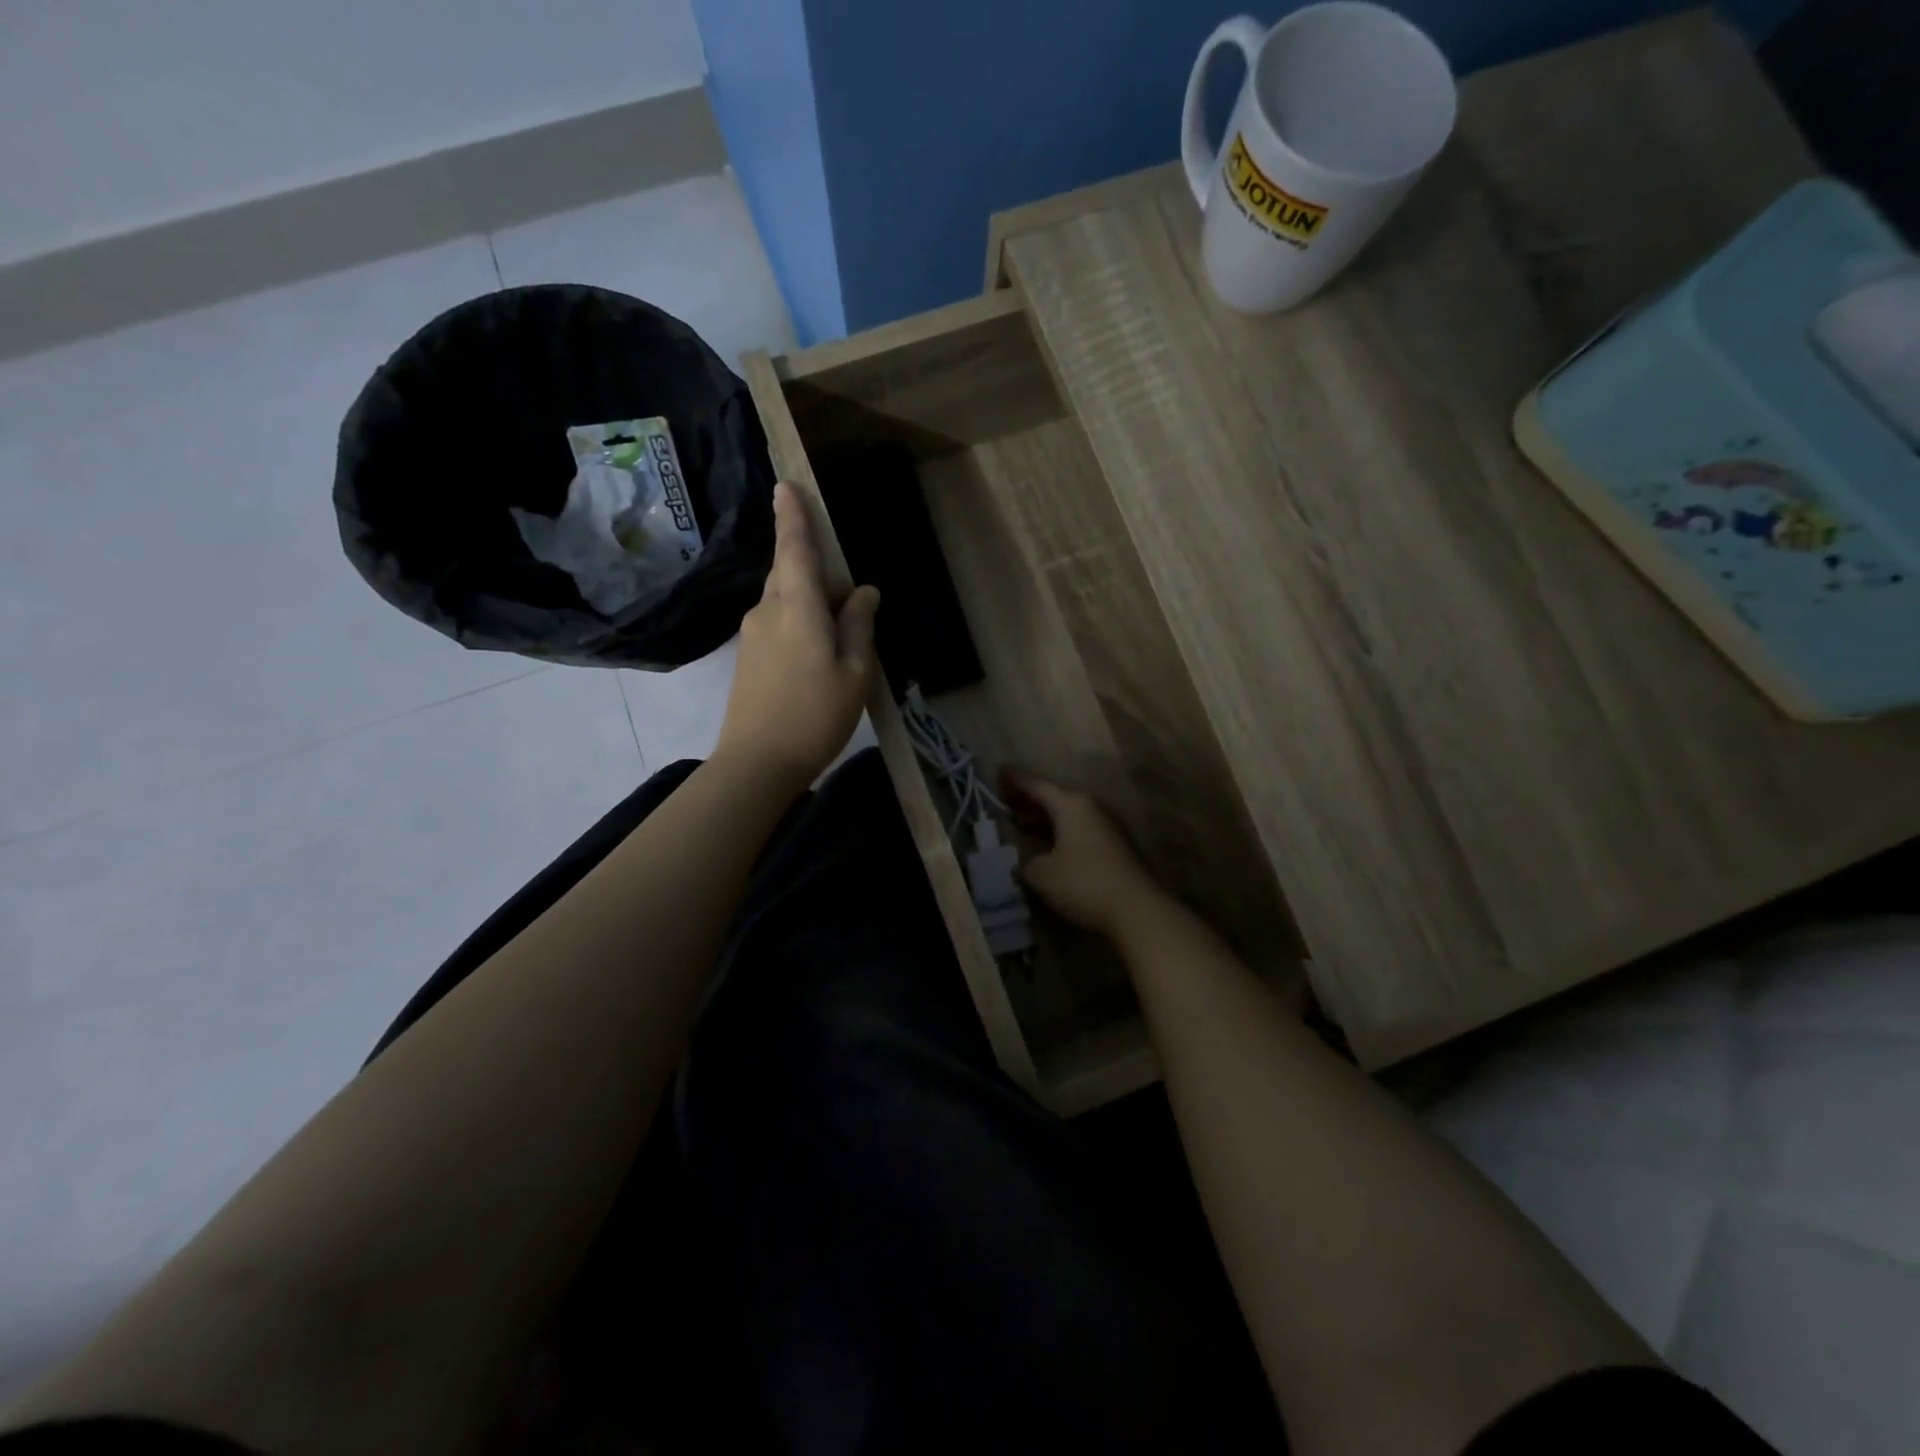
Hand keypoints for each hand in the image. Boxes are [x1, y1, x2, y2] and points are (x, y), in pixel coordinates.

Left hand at [716, 482, 879, 789]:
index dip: (793, 517)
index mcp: (797, 608)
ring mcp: (752, 635)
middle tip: (839, 583)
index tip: (786, 485)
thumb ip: (859, 627)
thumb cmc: (815, 716)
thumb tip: (864, 591)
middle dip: (808, 563)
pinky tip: (815, 651)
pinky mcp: (747, 658)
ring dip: (805, 598)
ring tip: (835, 625)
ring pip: (781, 599)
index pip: (795, 550)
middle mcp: (768, 611)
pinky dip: (796, 621)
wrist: (757, 763)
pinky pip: (775, 622)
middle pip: (787, 572)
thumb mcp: (854, 673)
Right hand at [1003, 771, 1167, 941]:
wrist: (1138, 910)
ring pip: (1068, 816)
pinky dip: (1059, 832)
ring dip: (1044, 818)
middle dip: (1028, 799)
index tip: (997, 772)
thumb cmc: (1084, 883)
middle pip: (1054, 798)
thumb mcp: (1042, 874)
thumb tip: (1023, 863)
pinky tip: (1047, 846)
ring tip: (1020, 822)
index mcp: (1071, 804)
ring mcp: (1107, 827)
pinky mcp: (1115, 848)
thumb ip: (1025, 864)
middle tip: (1004, 800)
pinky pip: (1079, 831)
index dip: (1015, 780)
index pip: (1036, 785)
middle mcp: (1091, 808)